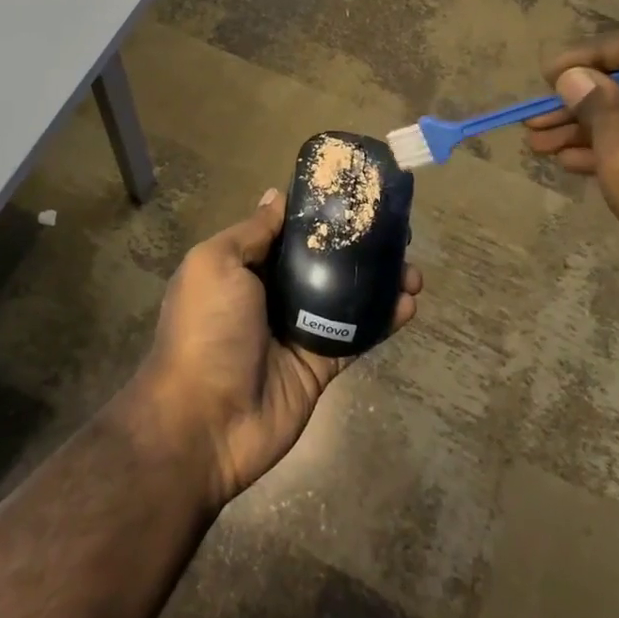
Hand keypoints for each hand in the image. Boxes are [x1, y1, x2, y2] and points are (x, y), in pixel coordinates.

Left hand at [127, 188, 420, 508]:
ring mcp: (299, 330)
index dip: (318, 215)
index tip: (354, 196)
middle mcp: (271, 294)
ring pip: (346, 298)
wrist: (206, 421)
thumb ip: (252, 232)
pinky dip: (383, 321)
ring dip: (379, 282)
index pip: (286, 232)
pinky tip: (409, 304)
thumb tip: (276, 196)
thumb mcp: (216, 264)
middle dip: (357, 247)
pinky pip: (357, 336)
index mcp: (244, 268)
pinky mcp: (321, 364)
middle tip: (396, 233)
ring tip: (412, 269)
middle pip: (322, 262)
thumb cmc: (206, 329)